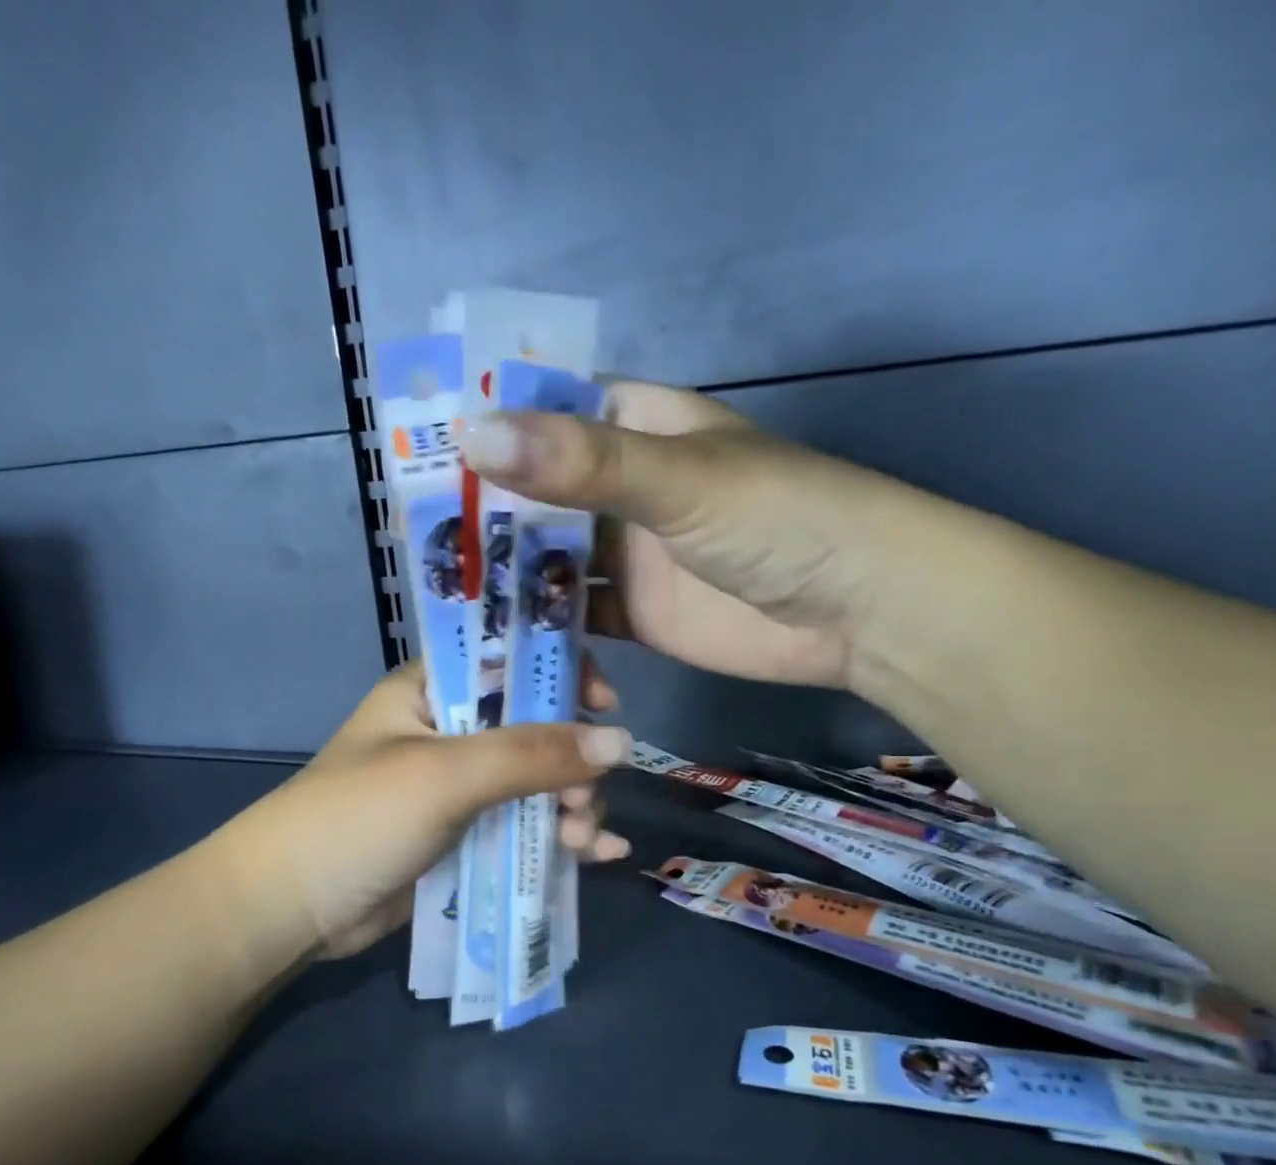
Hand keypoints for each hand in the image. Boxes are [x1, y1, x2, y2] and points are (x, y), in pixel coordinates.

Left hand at [228, 661, 630, 959]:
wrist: (291, 909)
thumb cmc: (359, 817)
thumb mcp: (445, 774)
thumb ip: (532, 755)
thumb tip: (623, 742)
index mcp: (433, 691)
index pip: (510, 658)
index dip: (561, 672)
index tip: (604, 704)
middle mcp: (451, 731)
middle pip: (536, 726)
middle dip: (573, 759)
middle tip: (586, 797)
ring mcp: (460, 787)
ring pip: (538, 781)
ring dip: (574, 804)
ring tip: (585, 838)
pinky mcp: (466, 835)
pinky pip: (527, 825)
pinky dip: (562, 837)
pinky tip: (599, 856)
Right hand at [460, 380, 911, 690]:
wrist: (858, 610)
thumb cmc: (781, 519)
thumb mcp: (679, 480)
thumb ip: (580, 463)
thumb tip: (471, 434)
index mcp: (634, 427)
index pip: (543, 413)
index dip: (484, 429)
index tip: (419, 455)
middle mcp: (622, 487)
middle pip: (536, 494)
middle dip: (484, 515)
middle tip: (416, 539)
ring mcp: (628, 554)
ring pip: (549, 559)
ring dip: (506, 576)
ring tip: (443, 594)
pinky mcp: (635, 613)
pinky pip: (574, 616)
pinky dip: (542, 627)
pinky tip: (500, 640)